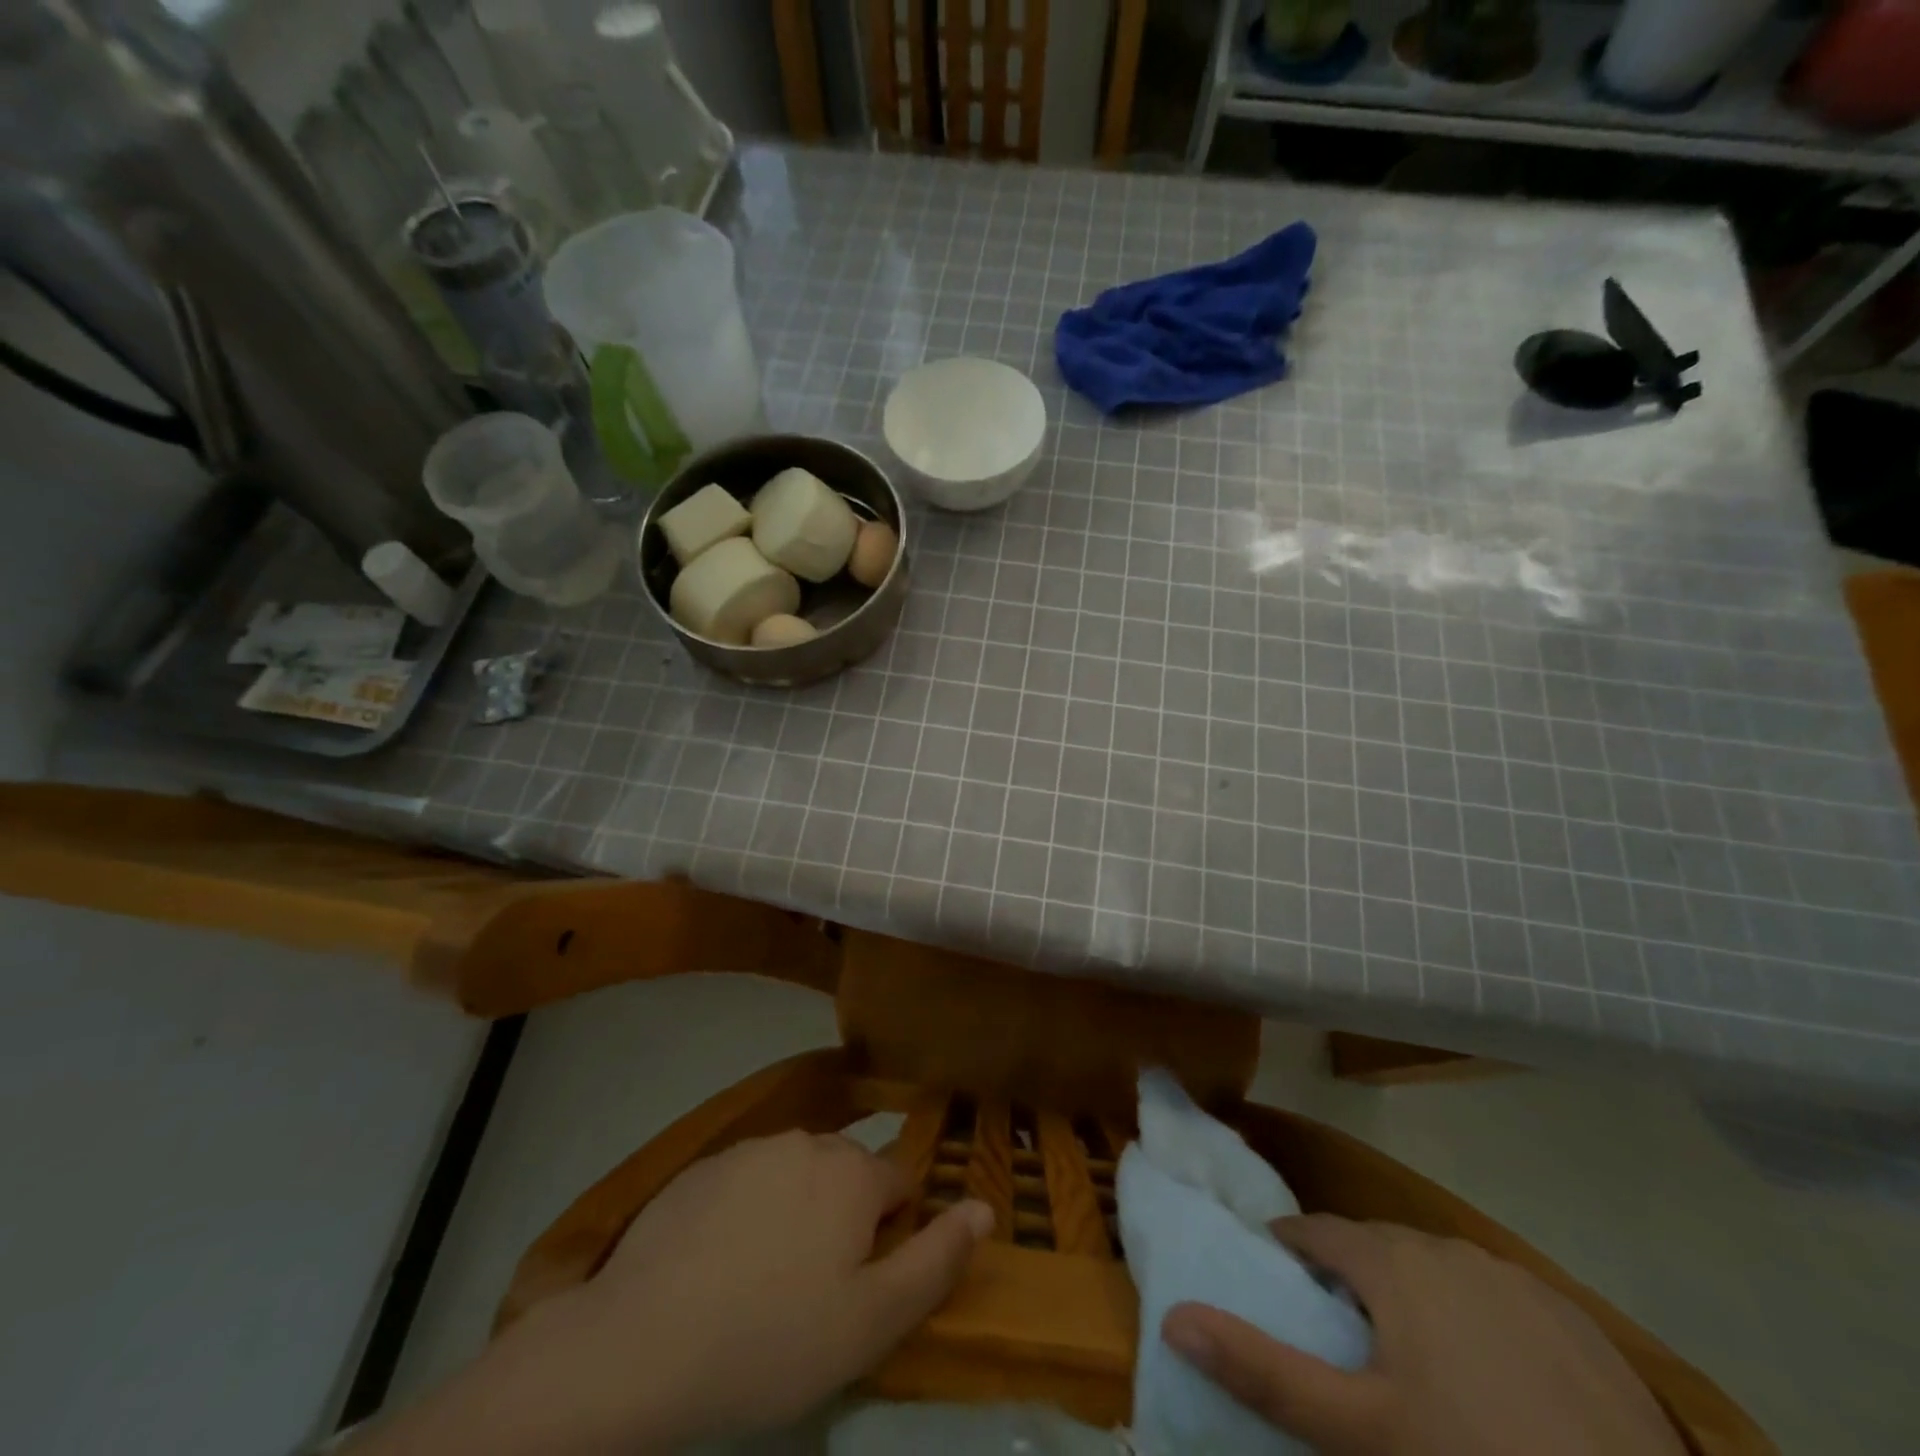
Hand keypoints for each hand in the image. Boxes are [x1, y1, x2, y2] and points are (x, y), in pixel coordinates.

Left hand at [353, 1131, 991, 1455]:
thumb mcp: (872, 1322)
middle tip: (813, 1294)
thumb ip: (936, 1258)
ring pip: (796, 1176)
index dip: (891, 1233)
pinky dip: (747, 1214)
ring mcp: (749, 1150)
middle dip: (844, 1219)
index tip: (862, 1284)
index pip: (899, 1182)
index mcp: (852, 1173)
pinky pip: (747, 1183)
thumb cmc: (771, 1342)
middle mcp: (806, 1142)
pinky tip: (718, 1269)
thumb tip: (985, 1206)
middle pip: (846, 1174)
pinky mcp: (701, 1169)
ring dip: (795, 1214)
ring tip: (762, 1284)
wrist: (638, 1347)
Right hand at [1161, 1214, 1685, 1455]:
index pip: (1316, 1231)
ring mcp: (1517, 1280)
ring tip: (1415, 1357)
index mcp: (1392, 1262)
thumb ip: (1264, 1371)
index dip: (1290, 1250)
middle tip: (1342, 1333)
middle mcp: (1447, 1249)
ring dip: (1415, 1294)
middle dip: (1351, 1275)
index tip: (1277, 1279)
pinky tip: (1498, 1381)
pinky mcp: (1576, 1321)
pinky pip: (1502, 1299)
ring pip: (1441, 1269)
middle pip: (1378, 1246)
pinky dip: (1479, 1319)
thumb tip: (1174, 1315)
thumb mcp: (1358, 1433)